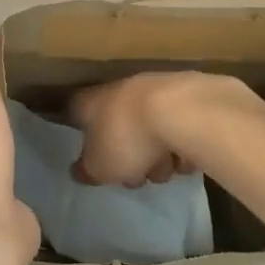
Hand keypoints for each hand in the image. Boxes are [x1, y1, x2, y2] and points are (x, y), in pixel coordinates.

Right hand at [69, 70, 239, 185]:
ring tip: (167, 167)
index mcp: (92, 102)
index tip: (92, 156)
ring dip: (158, 156)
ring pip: (150, 132)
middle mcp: (120, 90)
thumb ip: (87, 170)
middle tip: (137, 174)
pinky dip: (182, 146)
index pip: (76, 112)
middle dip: (130, 157)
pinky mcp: (185, 98)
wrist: (181, 111)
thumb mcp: (99, 167)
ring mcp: (154, 90)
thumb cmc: (128, 138)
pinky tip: (187, 157)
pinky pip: (178, 130)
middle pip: (119, 128)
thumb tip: (79, 170)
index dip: (83, 136)